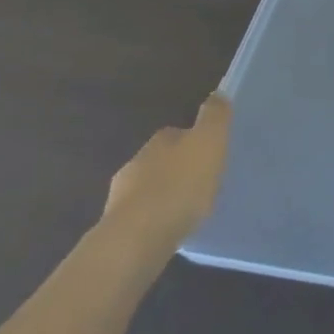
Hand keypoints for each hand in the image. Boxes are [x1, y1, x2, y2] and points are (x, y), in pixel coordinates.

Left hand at [100, 93, 231, 258]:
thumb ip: (215, 116)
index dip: (194, 142)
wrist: (138, 238)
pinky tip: (169, 230)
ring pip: (148, 190)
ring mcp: (121, 198)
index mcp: (159, 140)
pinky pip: (142, 218)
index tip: (210, 155)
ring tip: (187, 210)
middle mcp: (136, 163)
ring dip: (164, 196)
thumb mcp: (209, 141)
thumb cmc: (180, 184)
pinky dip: (154, 220)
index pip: (177, 133)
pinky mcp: (116, 229)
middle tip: (202, 183)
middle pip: (161, 161)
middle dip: (177, 169)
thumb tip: (217, 94)